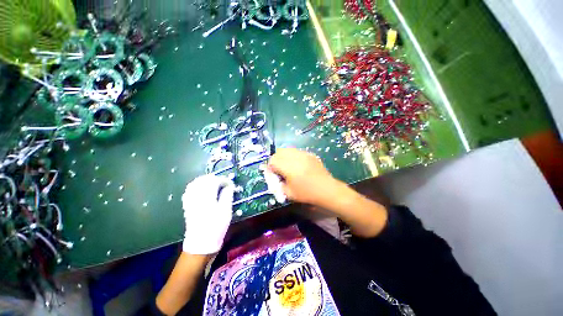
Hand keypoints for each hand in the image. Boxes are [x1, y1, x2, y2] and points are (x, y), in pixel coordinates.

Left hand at [181, 175, 234, 253]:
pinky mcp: (187, 205)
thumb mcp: (226, 210)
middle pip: (203, 180)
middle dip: (215, 178)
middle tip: (223, 182)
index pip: (215, 181)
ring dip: (205, 180)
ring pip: (195, 183)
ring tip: (214, 183)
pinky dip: (196, 186)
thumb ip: (227, 195)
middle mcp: (196, 196)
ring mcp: (190, 200)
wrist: (201, 243)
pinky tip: (202, 189)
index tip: (231, 183)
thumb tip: (229, 186)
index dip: (224, 180)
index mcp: (207, 196)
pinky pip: (189, 190)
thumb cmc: (216, 226)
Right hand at [269, 148, 387, 237]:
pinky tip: (298, 165)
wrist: (327, 189)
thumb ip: (279, 184)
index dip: (270, 166)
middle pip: (279, 152)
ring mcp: (304, 154)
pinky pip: (297, 151)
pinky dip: (293, 156)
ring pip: (288, 149)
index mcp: (288, 167)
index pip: (273, 160)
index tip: (273, 173)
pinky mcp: (310, 154)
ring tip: (288, 166)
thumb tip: (275, 178)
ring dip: (284, 156)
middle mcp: (295, 157)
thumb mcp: (289, 193)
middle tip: (279, 169)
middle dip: (276, 159)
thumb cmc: (307, 193)